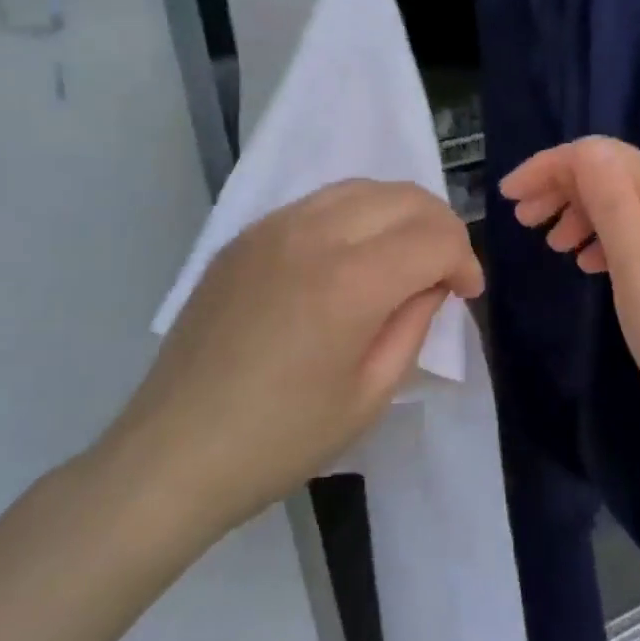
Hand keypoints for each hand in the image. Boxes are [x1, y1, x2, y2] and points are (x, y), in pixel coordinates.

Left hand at [91, 180, 483, 555]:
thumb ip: (414, 323)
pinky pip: (319, 202)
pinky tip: (350, 255)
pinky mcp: (245, 236)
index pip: (434, 236)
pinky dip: (355, 215)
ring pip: (362, 187)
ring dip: (399, 213)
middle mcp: (314, 235)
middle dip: (440, 227)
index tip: (466, 293)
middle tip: (444, 271)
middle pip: (404, 196)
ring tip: (403, 256)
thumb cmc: (281, 439)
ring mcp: (272, 228)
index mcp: (350, 282)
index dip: (465, 260)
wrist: (173, 452)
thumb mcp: (371, 395)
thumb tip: (431, 282)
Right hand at [499, 137, 639, 438]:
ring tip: (550, 244)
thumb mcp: (636, 266)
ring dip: (579, 211)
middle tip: (523, 219)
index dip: (550, 166)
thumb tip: (585, 150)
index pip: (600, 154)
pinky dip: (602, 236)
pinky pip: (635, 227)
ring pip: (620, 200)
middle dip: (560, 186)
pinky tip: (585, 262)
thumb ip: (611, 202)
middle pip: (610, 172)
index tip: (509, 196)